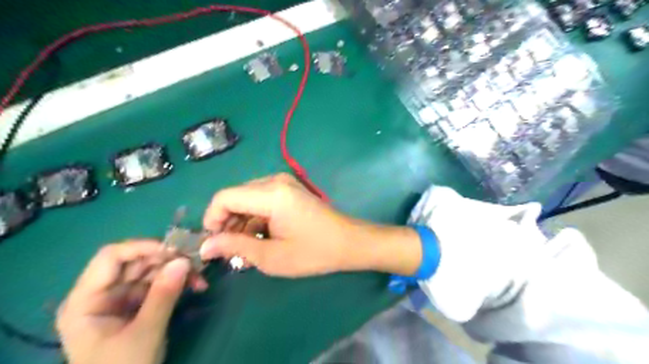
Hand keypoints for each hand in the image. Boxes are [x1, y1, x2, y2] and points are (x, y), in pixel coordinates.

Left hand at [56, 241, 205, 363]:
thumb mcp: (145, 333)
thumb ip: (163, 295)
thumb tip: (184, 261)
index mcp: (86, 300)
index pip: (111, 257)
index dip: (143, 247)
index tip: (176, 250)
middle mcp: (101, 294)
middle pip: (135, 262)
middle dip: (167, 260)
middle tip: (196, 263)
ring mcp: (119, 299)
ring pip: (151, 271)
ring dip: (177, 271)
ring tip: (201, 278)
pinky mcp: (136, 305)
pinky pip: (158, 284)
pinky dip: (177, 282)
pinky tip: (196, 286)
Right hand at [200, 174, 420, 277]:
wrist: (349, 242)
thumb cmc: (314, 252)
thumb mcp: (271, 256)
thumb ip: (235, 247)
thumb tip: (205, 246)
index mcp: (271, 193)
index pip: (224, 198)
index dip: (211, 220)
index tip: (213, 244)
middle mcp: (275, 181)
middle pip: (235, 197)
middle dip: (226, 224)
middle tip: (229, 251)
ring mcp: (284, 184)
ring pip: (247, 199)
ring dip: (241, 223)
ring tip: (244, 250)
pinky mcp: (289, 190)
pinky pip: (261, 201)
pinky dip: (255, 219)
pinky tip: (259, 239)